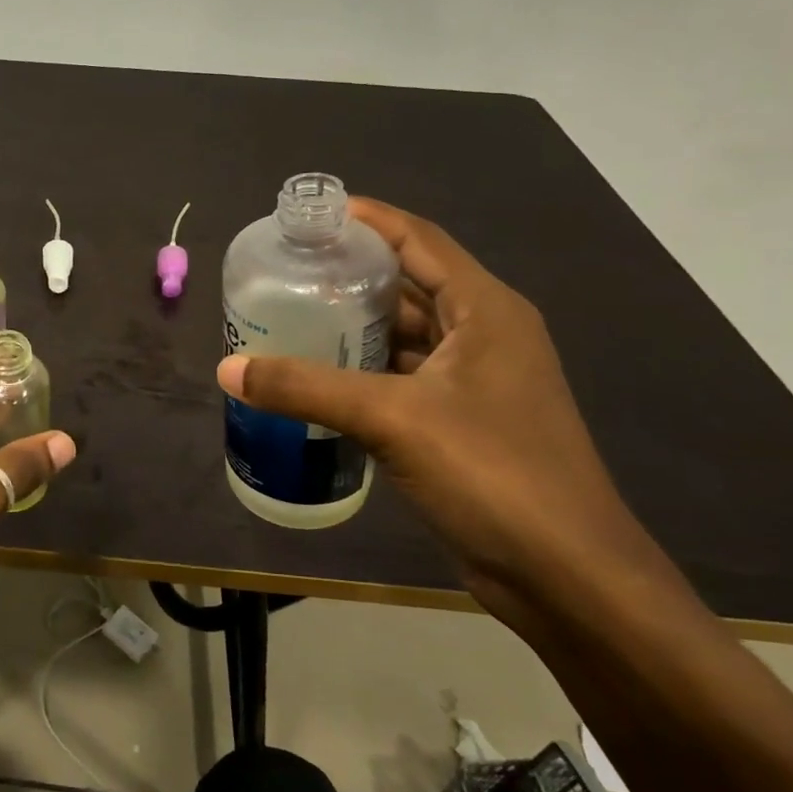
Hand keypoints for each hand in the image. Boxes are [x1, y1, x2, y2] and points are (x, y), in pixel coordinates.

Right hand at [216, 198, 651, 618]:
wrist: (565, 575)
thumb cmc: (493, 474)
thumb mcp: (392, 419)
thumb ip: (306, 388)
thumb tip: (227, 368)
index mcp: (485, 311)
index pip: (420, 240)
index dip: (368, 219)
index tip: (310, 215)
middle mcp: (485, 335)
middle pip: (410, 285)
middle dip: (351, 274)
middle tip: (287, 270)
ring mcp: (477, 382)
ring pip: (406, 335)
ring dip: (354, 326)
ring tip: (290, 316)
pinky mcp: (463, 422)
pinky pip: (403, 377)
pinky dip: (363, 371)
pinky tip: (318, 377)